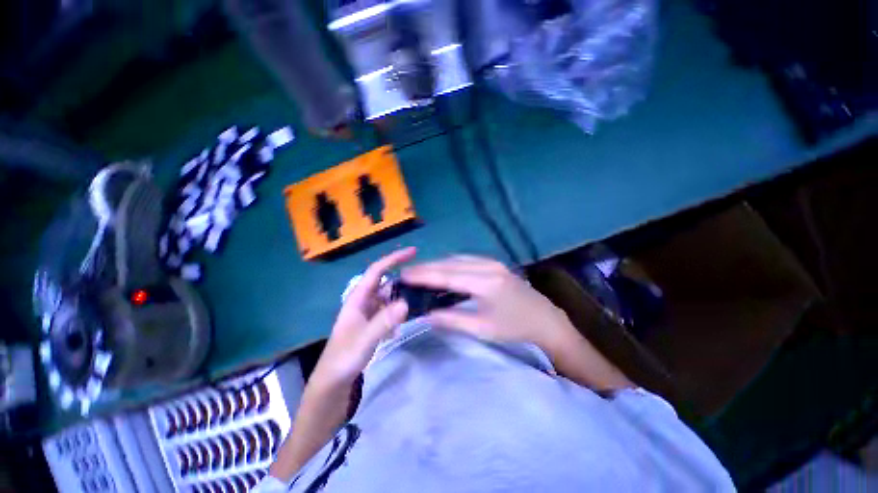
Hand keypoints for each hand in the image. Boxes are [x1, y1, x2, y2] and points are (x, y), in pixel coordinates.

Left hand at [313, 247, 414, 386]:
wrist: (333, 382)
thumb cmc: (344, 358)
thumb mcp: (364, 340)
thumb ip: (384, 321)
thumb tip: (406, 303)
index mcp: (357, 298)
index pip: (376, 271)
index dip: (393, 259)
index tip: (412, 252)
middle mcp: (364, 301)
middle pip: (386, 283)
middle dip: (403, 278)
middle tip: (424, 279)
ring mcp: (369, 313)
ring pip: (389, 297)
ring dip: (403, 296)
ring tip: (421, 296)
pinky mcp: (373, 324)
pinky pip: (390, 311)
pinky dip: (399, 311)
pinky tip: (407, 319)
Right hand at [401, 256, 574, 353]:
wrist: (546, 322)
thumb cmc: (515, 329)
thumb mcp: (482, 329)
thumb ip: (452, 320)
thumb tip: (426, 315)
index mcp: (484, 282)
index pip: (446, 275)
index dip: (424, 274)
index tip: (404, 274)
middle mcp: (487, 266)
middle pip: (450, 263)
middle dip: (427, 267)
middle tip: (407, 272)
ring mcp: (492, 263)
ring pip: (458, 259)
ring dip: (438, 264)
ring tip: (421, 271)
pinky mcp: (495, 265)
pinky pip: (467, 261)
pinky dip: (451, 265)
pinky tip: (443, 270)